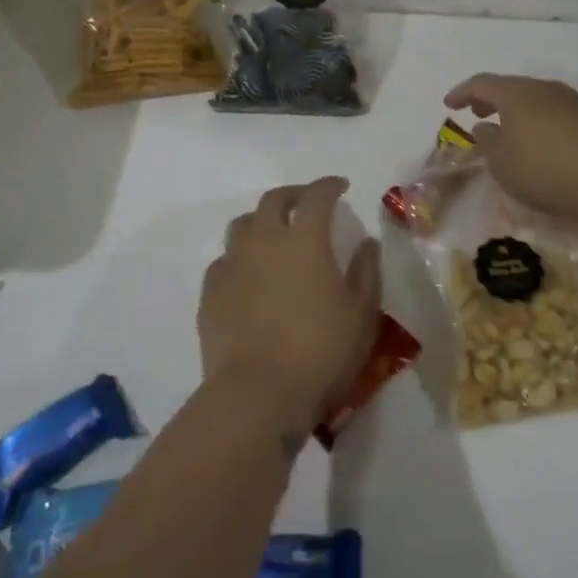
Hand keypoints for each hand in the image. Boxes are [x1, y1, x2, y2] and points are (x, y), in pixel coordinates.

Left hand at [199, 177, 380, 430]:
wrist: (257, 392)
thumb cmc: (320, 351)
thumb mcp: (361, 314)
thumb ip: (366, 272)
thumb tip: (366, 243)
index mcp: (305, 240)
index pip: (316, 196)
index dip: (329, 186)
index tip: (340, 187)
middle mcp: (264, 241)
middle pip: (274, 200)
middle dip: (293, 195)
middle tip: (307, 203)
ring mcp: (232, 265)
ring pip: (243, 224)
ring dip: (262, 221)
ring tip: (274, 235)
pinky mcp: (211, 292)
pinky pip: (225, 260)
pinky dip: (240, 256)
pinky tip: (248, 274)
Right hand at [443, 74, 577, 235]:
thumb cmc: (543, 169)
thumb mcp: (502, 162)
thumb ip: (488, 141)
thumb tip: (485, 126)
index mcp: (517, 93)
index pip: (482, 83)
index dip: (463, 92)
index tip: (449, 104)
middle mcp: (546, 90)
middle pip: (513, 88)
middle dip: (493, 99)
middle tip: (478, 112)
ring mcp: (576, 104)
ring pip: (540, 101)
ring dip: (522, 112)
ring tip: (512, 130)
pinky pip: (562, 117)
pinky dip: (547, 125)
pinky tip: (548, 143)